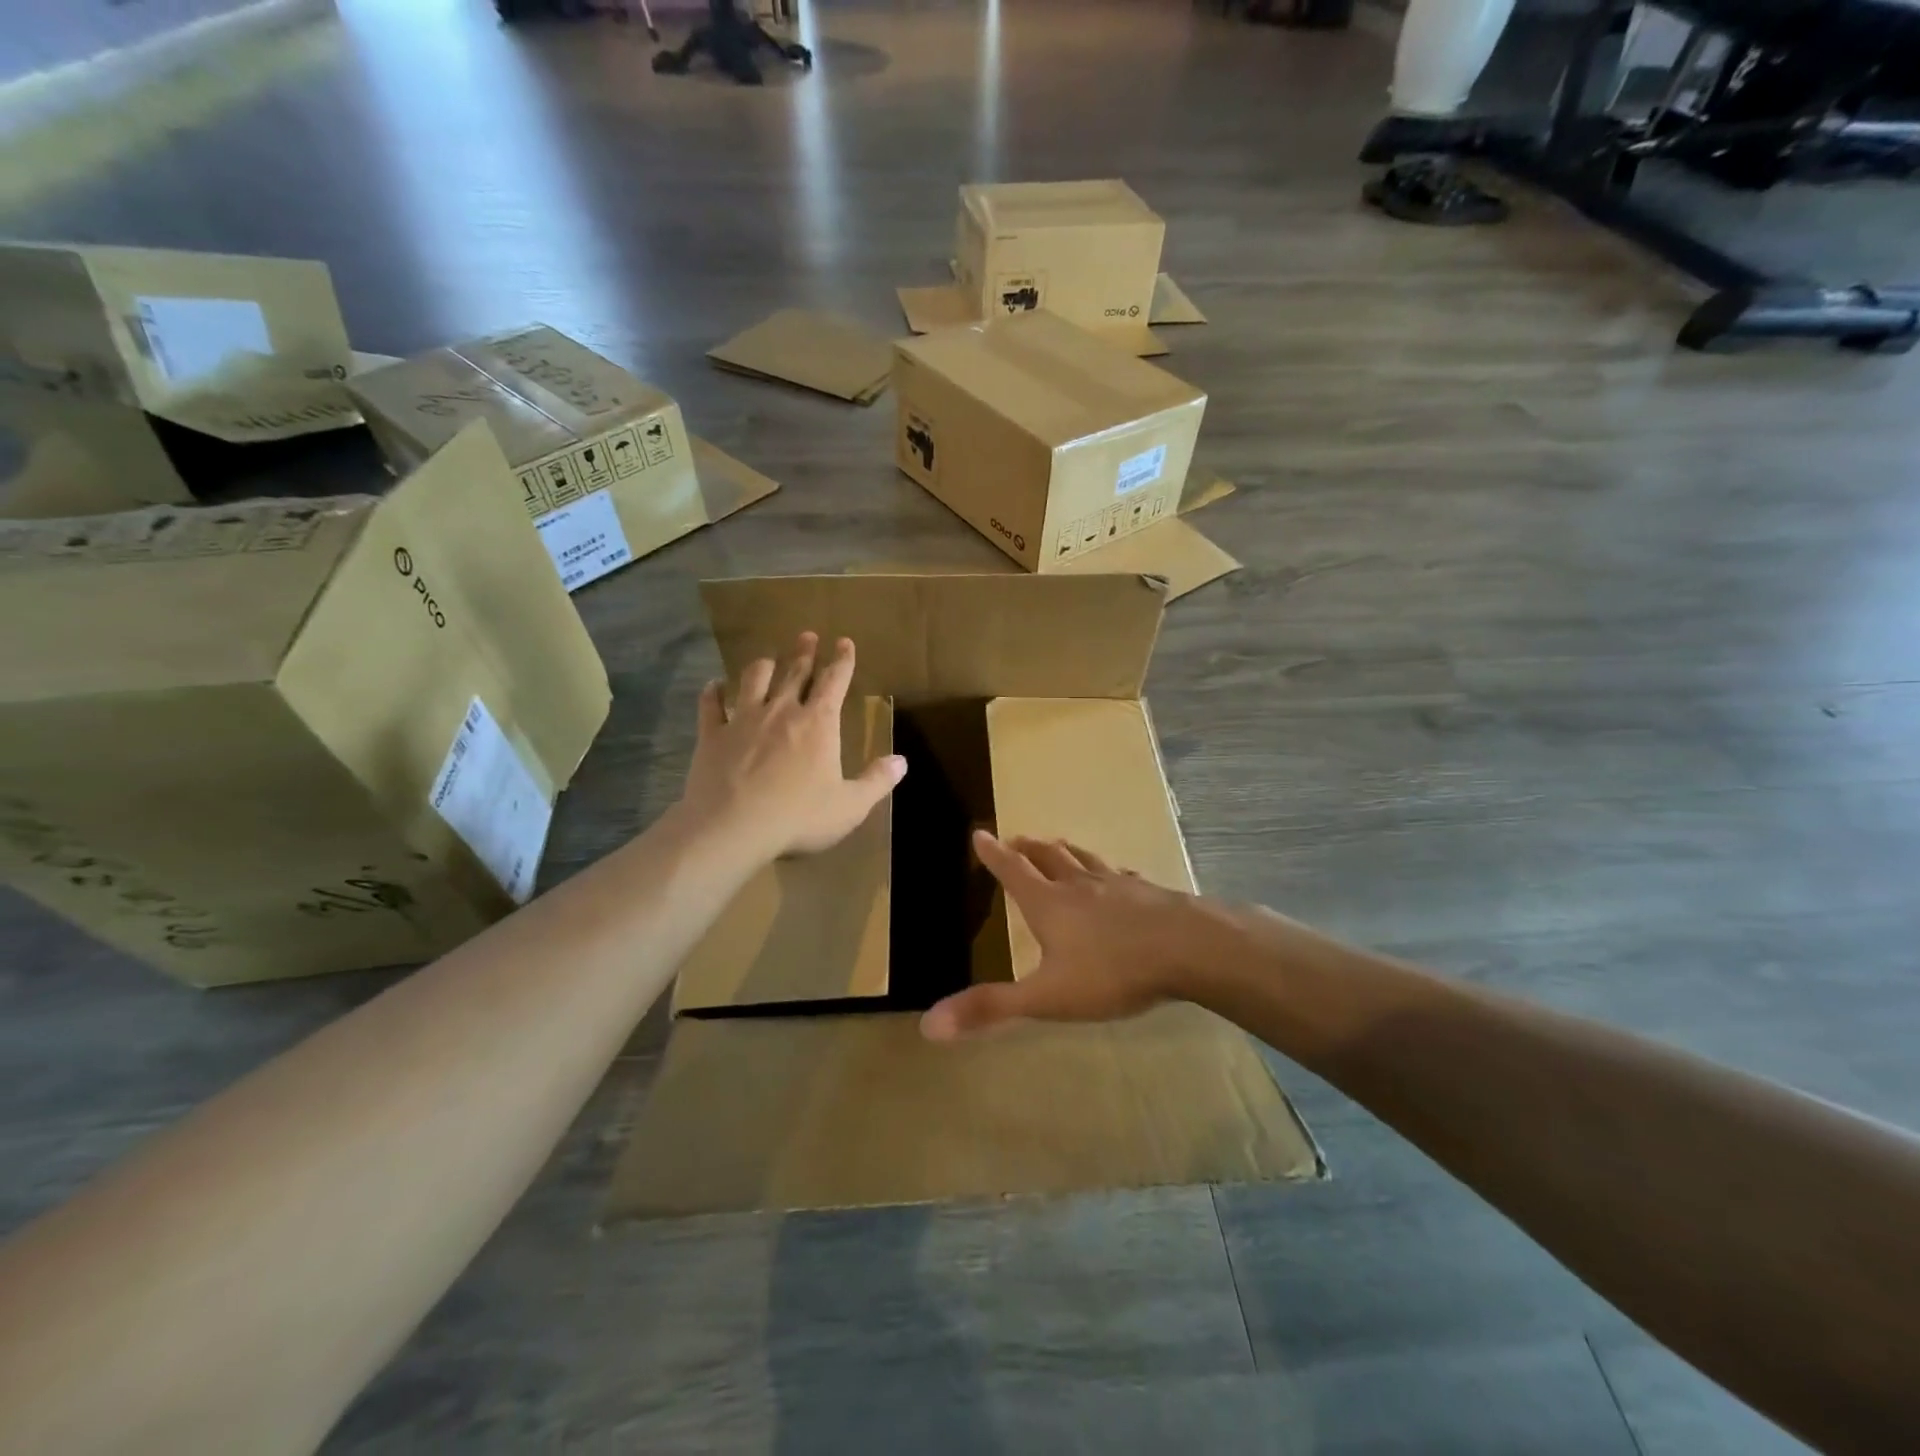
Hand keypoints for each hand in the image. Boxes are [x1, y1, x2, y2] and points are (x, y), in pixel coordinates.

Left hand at [679, 633, 906, 863]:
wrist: (731, 827)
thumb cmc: (798, 817)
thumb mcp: (849, 806)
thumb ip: (876, 781)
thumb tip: (902, 761)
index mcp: (818, 723)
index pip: (835, 681)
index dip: (842, 660)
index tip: (844, 642)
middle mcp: (781, 711)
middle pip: (795, 672)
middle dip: (804, 652)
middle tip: (807, 636)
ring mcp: (743, 719)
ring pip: (753, 679)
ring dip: (763, 666)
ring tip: (766, 659)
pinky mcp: (712, 734)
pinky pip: (711, 705)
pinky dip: (713, 692)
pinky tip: (714, 686)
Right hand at [920, 831, 1234, 1039]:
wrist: (1188, 949)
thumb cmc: (1111, 972)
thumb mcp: (1046, 997)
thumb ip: (991, 1009)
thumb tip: (928, 1025)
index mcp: (1048, 903)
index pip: (1012, 870)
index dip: (993, 854)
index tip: (979, 833)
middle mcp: (1079, 885)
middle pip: (1048, 857)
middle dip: (1028, 848)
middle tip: (1015, 839)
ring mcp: (1117, 885)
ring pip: (1083, 859)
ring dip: (1065, 851)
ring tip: (1057, 844)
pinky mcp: (1148, 892)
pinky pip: (1121, 874)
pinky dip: (1110, 871)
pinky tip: (1119, 874)